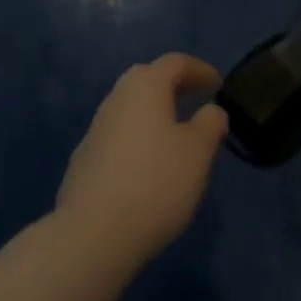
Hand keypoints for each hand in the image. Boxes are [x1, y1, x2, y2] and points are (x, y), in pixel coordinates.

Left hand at [56, 54, 228, 265]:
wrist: (91, 237)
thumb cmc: (155, 183)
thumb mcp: (198, 152)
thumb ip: (210, 124)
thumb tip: (212, 110)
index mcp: (145, 85)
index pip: (176, 63)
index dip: (200, 70)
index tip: (217, 85)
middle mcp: (117, 97)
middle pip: (148, 80)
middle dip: (172, 87)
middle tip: (193, 101)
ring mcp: (95, 129)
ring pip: (130, 110)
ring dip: (152, 115)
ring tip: (172, 137)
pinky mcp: (82, 161)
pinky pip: (117, 138)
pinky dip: (136, 141)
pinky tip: (144, 168)